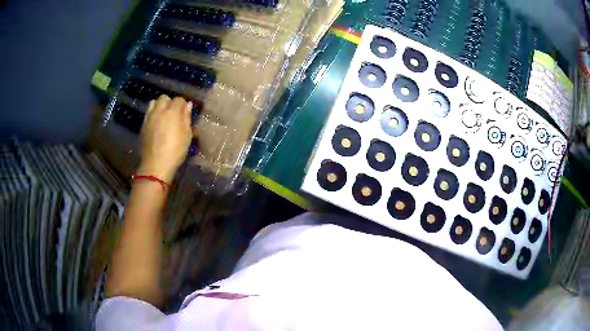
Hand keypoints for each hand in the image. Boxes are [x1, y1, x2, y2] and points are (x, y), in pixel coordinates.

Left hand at [138, 95, 191, 182]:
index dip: (183, 105)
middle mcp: (159, 110)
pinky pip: (148, 113)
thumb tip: (187, 105)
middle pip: (164, 98)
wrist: (155, 165)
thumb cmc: (175, 151)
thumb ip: (186, 118)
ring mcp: (149, 117)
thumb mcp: (186, 135)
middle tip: (173, 114)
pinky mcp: (142, 126)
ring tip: (163, 117)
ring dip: (159, 106)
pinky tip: (156, 124)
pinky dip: (152, 114)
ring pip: (153, 103)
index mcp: (172, 111)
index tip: (185, 113)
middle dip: (169, 103)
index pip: (179, 99)